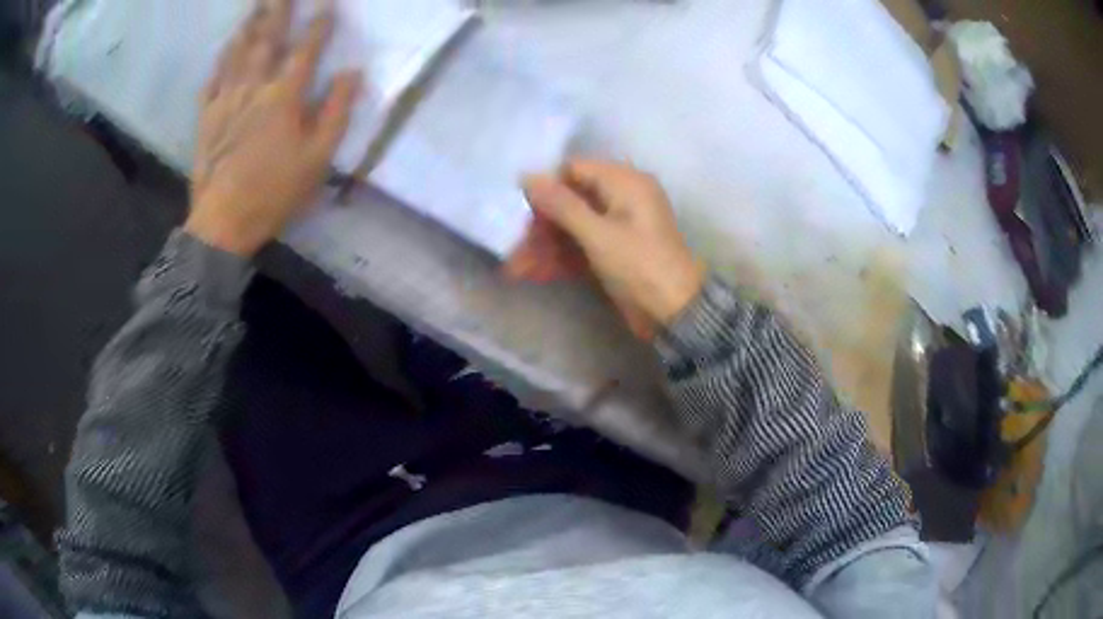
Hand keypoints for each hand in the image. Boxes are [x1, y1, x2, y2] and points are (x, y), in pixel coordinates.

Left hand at [186, 0, 360, 256]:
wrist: (222, 223)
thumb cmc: (274, 193)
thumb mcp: (317, 159)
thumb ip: (336, 111)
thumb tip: (352, 72)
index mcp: (284, 97)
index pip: (306, 49)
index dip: (319, 23)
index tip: (328, 2)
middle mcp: (253, 88)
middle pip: (267, 39)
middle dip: (279, 9)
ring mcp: (225, 100)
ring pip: (237, 53)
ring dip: (249, 25)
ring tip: (256, 6)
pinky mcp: (206, 117)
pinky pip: (212, 80)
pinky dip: (220, 60)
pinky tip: (225, 47)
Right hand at [507, 159, 704, 338]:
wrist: (677, 315)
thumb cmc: (640, 266)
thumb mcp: (598, 234)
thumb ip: (561, 204)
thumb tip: (527, 175)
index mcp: (625, 183)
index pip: (574, 170)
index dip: (547, 187)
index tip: (521, 211)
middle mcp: (622, 198)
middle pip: (570, 201)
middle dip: (541, 225)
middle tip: (514, 248)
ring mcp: (617, 227)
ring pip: (572, 227)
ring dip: (545, 246)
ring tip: (516, 269)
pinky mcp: (614, 252)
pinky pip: (581, 246)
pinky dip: (560, 259)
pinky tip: (533, 273)